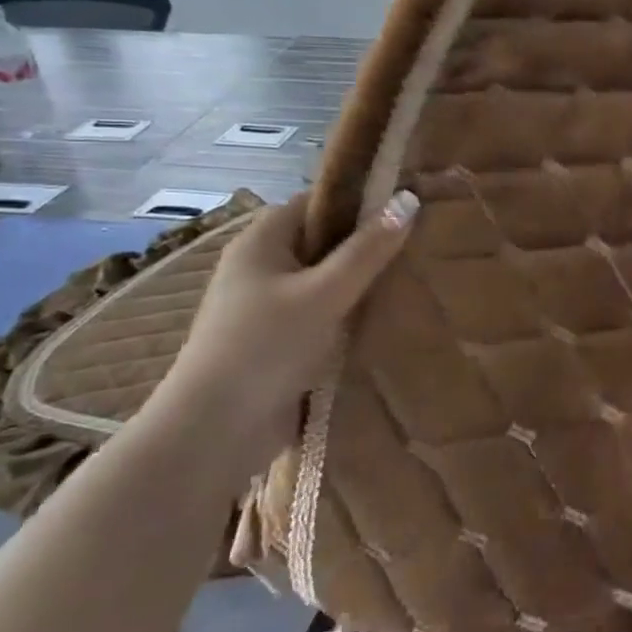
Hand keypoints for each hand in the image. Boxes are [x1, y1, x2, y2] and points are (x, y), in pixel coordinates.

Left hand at [149, 190, 417, 479]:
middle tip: (416, 249)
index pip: (314, 203)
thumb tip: (409, 198)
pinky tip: (382, 324)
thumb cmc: (266, 347)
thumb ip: (368, 249)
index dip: (356, 202)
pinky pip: (320, 318)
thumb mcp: (325, 293)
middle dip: (364, 248)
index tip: (403, 208)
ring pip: (324, 284)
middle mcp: (260, 269)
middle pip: (321, 244)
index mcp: (261, 242)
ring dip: (359, 287)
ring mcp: (266, 309)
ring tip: (410, 284)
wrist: (215, 433)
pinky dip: (347, 318)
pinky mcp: (276, 345)